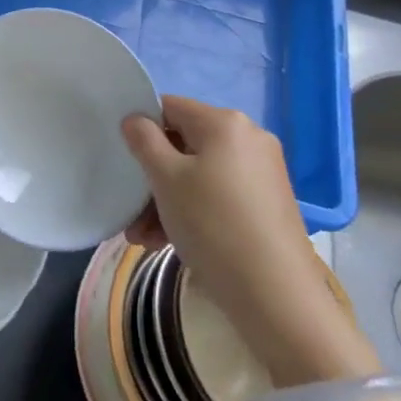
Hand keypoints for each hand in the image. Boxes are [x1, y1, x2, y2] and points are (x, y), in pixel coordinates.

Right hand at [122, 96, 375, 384]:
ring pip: (200, 175)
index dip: (142, 129)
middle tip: (130, 213)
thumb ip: (144, 141)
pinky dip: (193, 211)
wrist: (275, 293)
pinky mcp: (268, 203)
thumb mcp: (166, 179)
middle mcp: (248, 138)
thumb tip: (135, 118)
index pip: (170, 107)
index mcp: (225, 122)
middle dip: (153, 177)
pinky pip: (219, 195)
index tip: (124, 161)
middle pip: (184, 146)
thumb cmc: (212, 224)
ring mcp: (263, 172)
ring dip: (167, 201)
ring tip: (143, 238)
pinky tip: (168, 243)